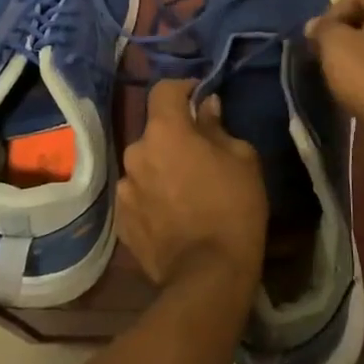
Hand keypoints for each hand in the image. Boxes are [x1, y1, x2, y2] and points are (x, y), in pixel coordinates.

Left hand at [117, 78, 267, 290]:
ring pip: (145, 164)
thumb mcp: (242, 158)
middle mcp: (136, 152)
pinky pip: (138, 194)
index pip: (163, 89)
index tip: (199, 97)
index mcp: (164, 131)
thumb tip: (206, 107)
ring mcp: (124, 188)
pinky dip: (153, 196)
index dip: (183, 88)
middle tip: (200, 152)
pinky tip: (173, 214)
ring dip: (162, 167)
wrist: (207, 275)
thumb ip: (217, 126)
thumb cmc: (233, 207)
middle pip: (155, 130)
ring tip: (185, 188)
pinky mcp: (121, 220)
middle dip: (174, 135)